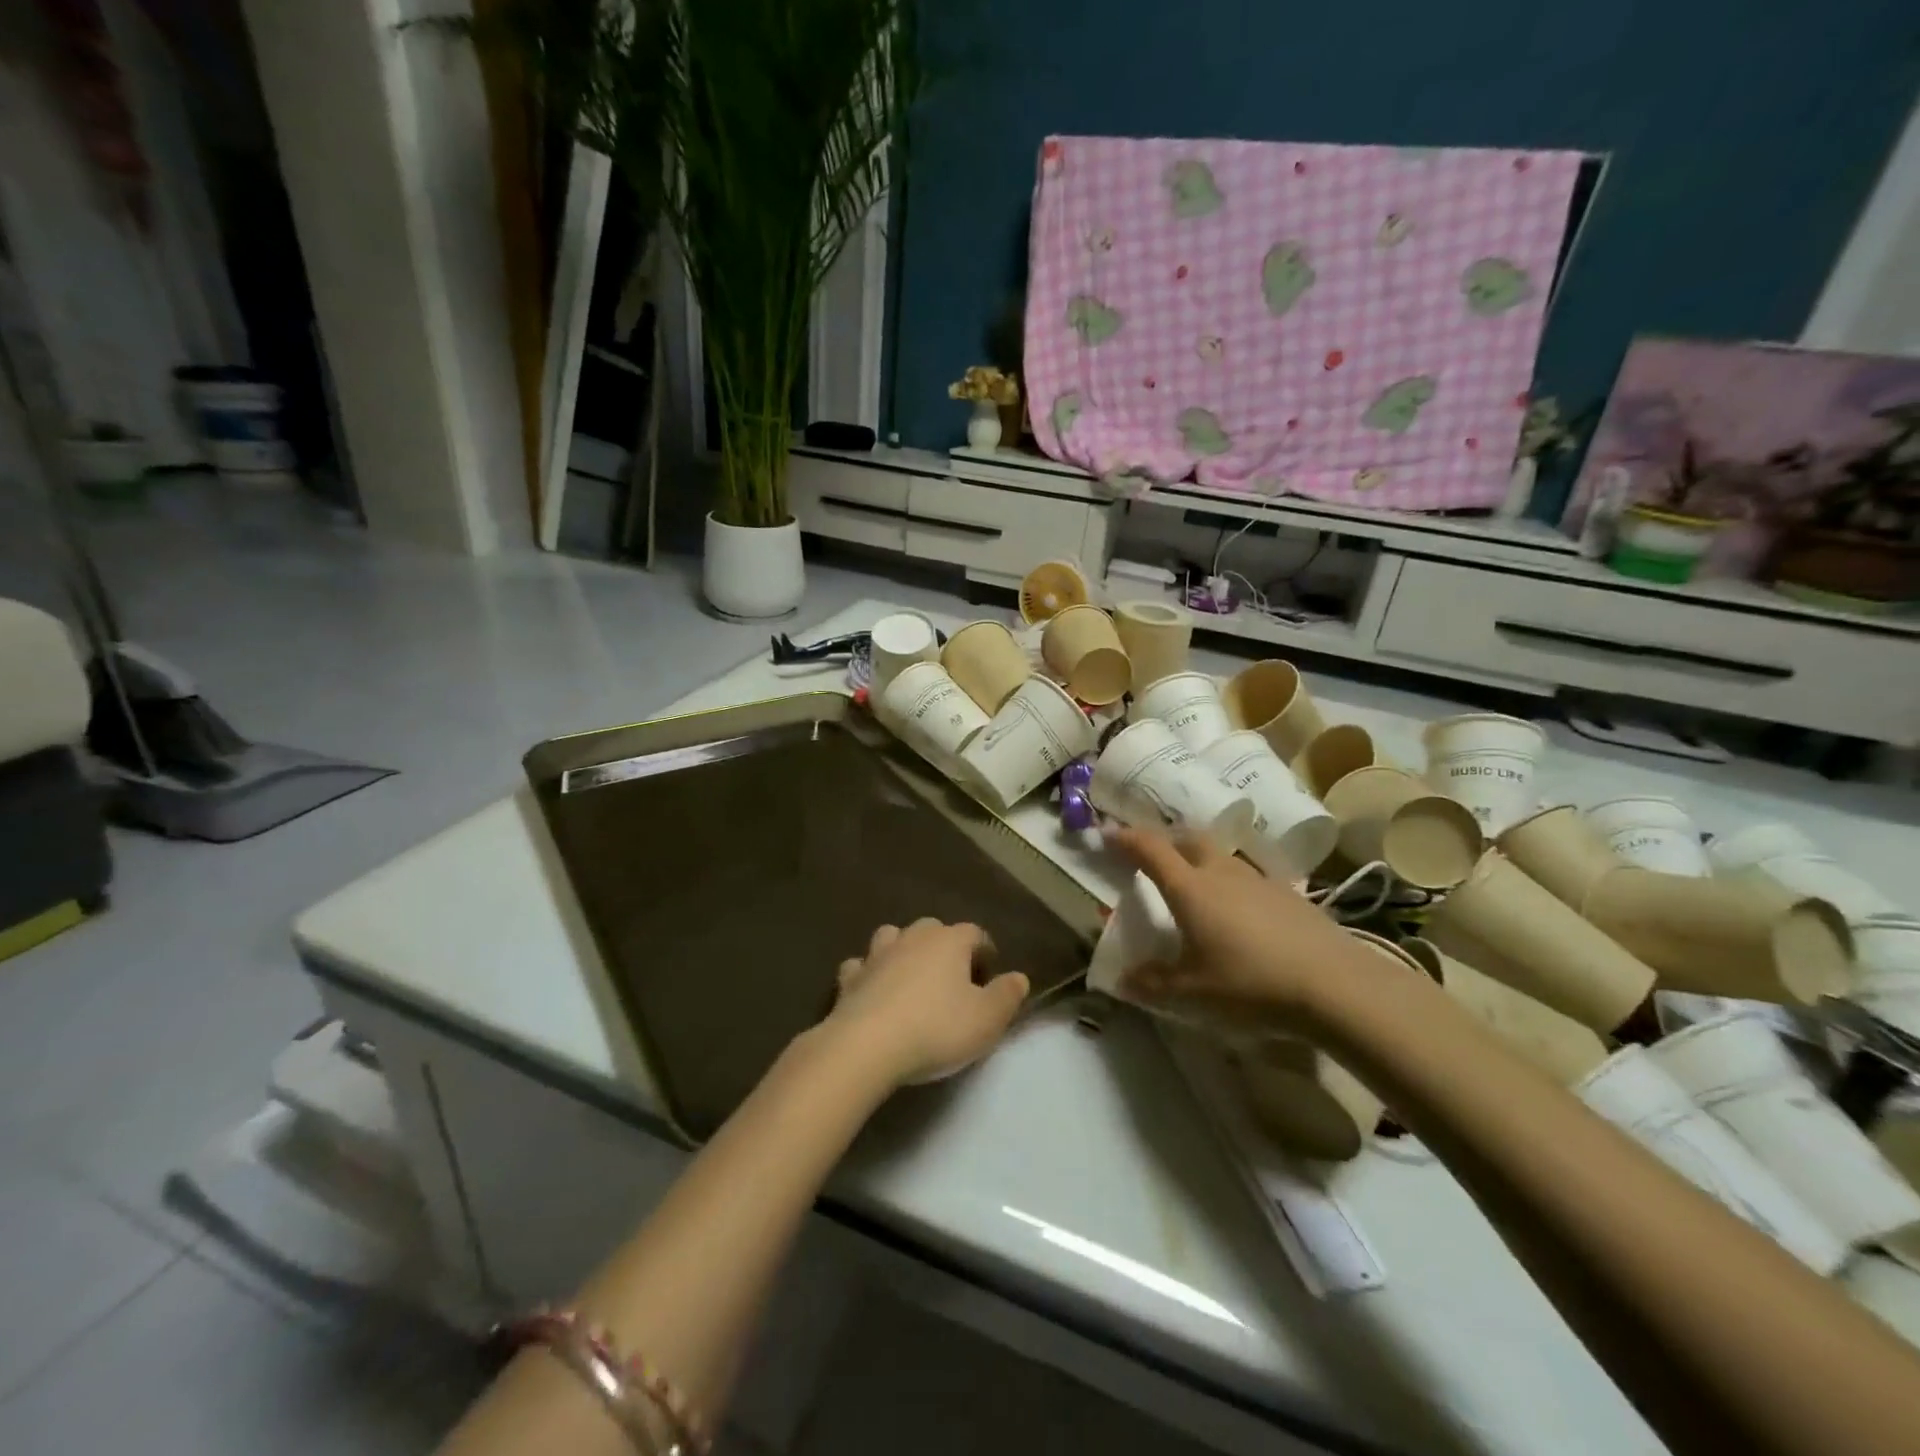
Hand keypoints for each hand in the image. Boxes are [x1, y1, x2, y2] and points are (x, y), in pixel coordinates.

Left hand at [825, 919, 1029, 1086]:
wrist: (867, 1045)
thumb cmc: (936, 1028)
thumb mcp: (987, 1020)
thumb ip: (1007, 995)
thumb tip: (1018, 977)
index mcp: (950, 941)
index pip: (975, 933)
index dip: (985, 953)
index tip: (989, 980)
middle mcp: (913, 937)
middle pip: (933, 929)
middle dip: (944, 948)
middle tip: (952, 982)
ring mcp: (877, 954)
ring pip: (893, 937)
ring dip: (903, 952)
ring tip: (911, 979)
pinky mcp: (849, 978)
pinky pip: (861, 966)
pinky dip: (868, 974)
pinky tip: (871, 991)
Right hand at [1108, 826, 1359, 1031]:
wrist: (1336, 986)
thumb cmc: (1251, 984)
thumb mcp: (1193, 993)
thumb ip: (1154, 983)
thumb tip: (1123, 980)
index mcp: (1190, 888)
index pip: (1150, 849)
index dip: (1125, 838)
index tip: (1107, 833)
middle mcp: (1221, 872)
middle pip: (1188, 839)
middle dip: (1165, 841)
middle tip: (1151, 856)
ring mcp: (1259, 879)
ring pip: (1220, 855)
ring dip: (1199, 858)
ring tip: (1194, 883)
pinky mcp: (1288, 894)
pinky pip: (1247, 876)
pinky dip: (1230, 881)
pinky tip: (1238, 910)